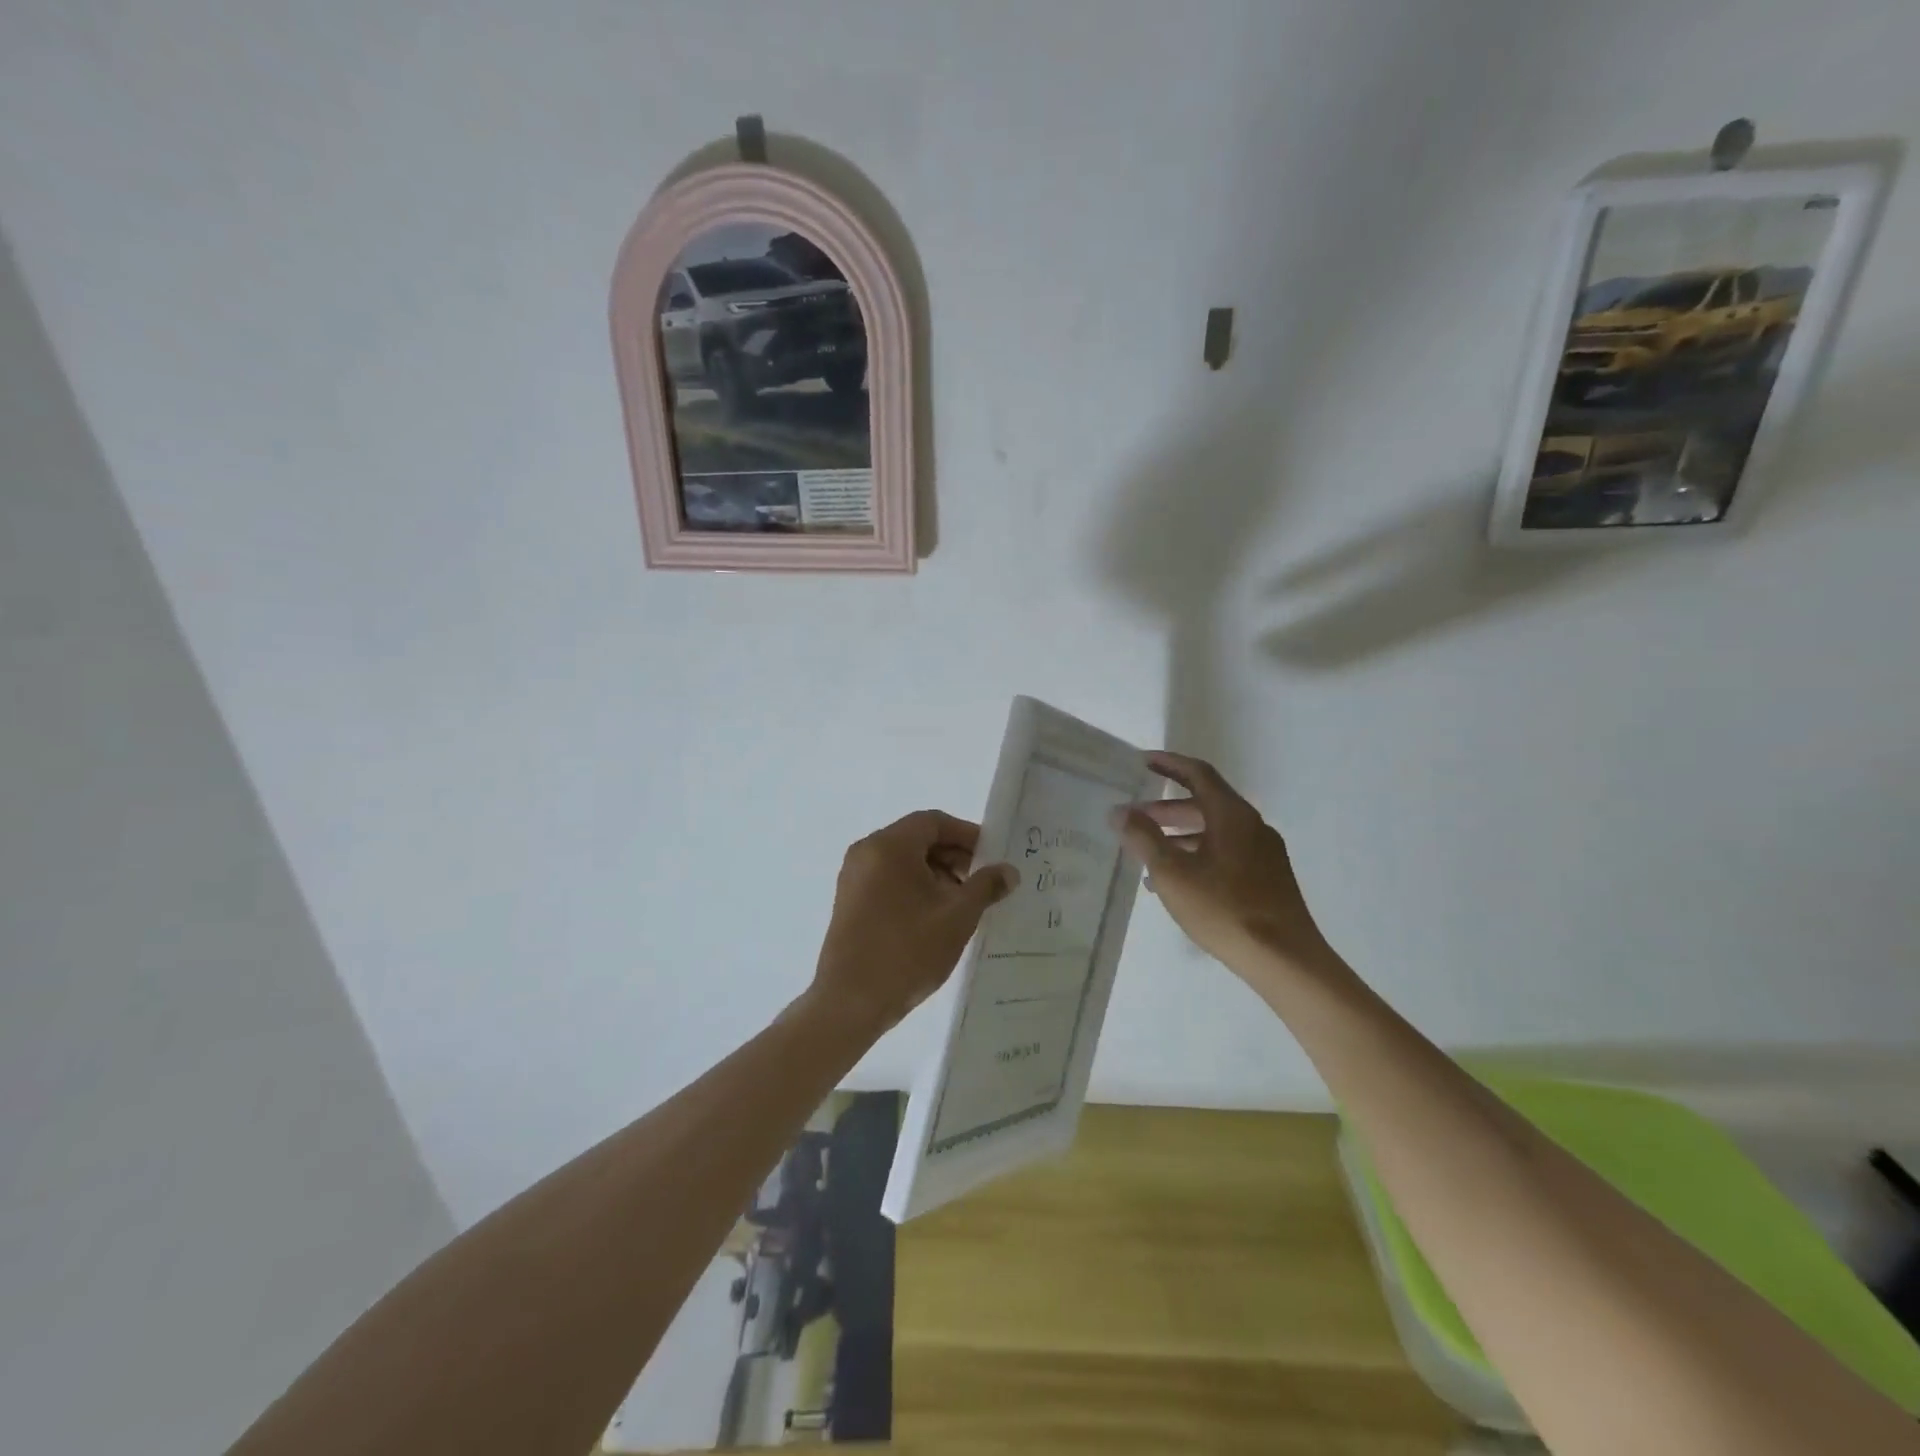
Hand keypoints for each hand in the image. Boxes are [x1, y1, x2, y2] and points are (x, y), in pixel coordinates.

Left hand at [811, 810, 1017, 1032]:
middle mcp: (866, 852)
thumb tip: (1008, 871)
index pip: (933, 822)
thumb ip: (985, 886)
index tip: (992, 857)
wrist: (850, 1002)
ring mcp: (853, 877)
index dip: (967, 835)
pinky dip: (914, 887)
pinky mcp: (849, 901)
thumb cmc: (907, 951)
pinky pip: (887, 879)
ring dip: (935, 873)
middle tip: (981, 883)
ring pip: (903, 861)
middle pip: (917, 838)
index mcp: (889, 846)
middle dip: (953, 856)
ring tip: (961, 905)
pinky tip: (934, 917)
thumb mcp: (957, 917)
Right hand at [1112, 753, 1338, 981]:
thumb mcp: (1172, 873)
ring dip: (1180, 835)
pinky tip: (1177, 883)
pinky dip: (1198, 855)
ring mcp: (1264, 853)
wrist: (1285, 959)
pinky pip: (1226, 853)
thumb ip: (1143, 838)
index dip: (1169, 764)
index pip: (1198, 774)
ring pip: (1215, 831)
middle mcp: (1252, 826)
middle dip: (1167, 807)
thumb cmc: (1224, 909)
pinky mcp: (1268, 878)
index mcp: (1232, 815)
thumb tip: (1119, 811)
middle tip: (1135, 816)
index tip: (1143, 761)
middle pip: (1205, 803)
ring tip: (1147, 854)